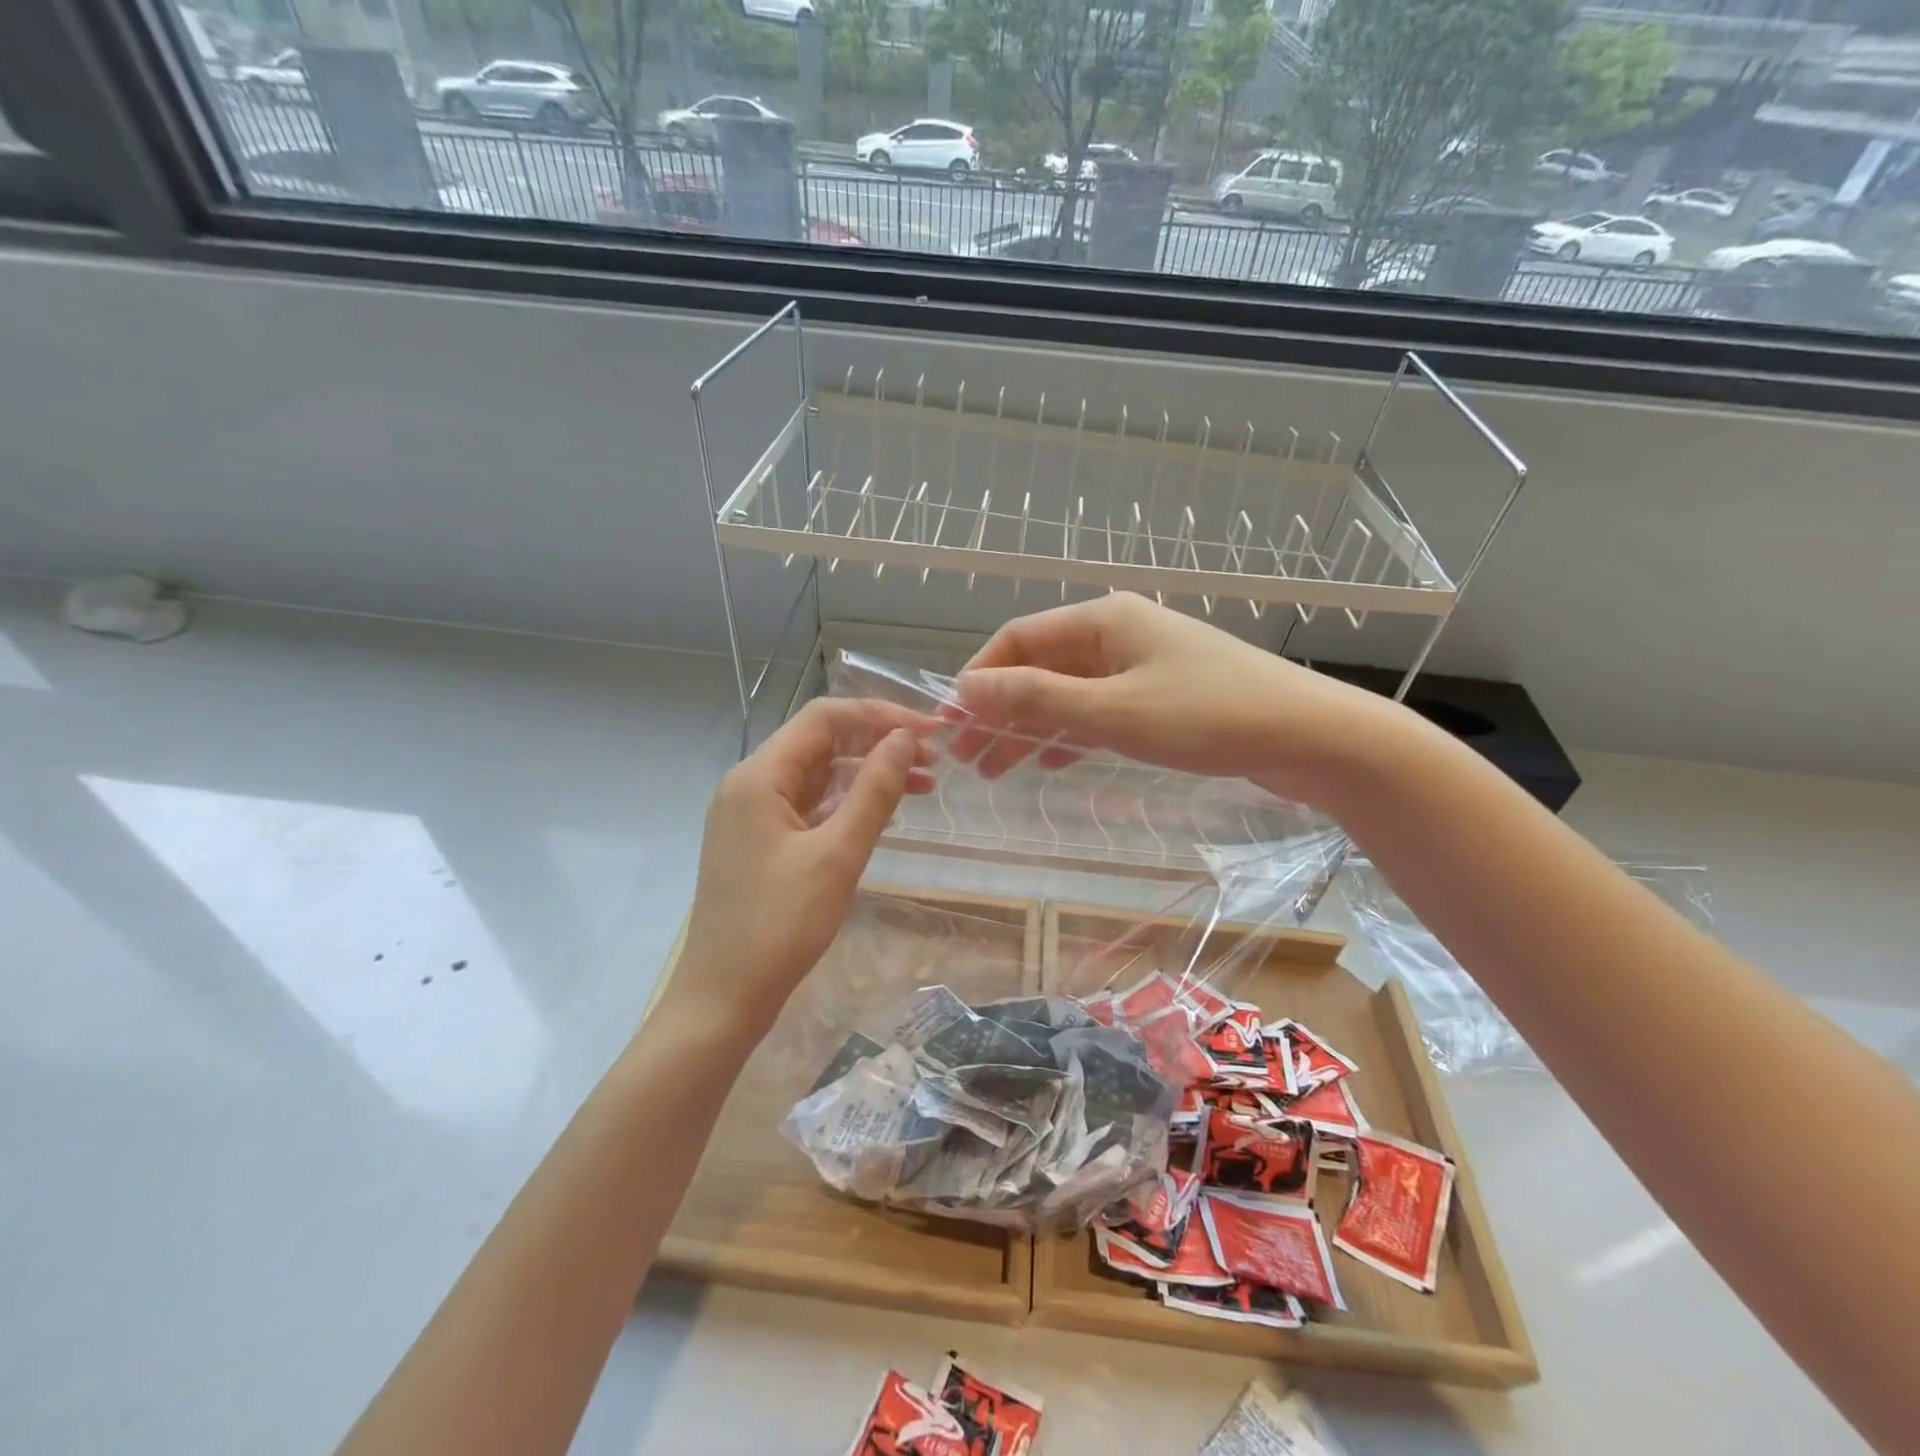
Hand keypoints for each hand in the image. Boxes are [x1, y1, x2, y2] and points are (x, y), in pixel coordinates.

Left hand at [674, 699, 934, 1035]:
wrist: (723, 998)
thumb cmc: (780, 925)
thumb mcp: (837, 854)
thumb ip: (874, 791)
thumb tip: (905, 740)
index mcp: (759, 776)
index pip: (825, 718)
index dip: (880, 715)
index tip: (929, 732)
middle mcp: (750, 784)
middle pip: (821, 743)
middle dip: (878, 744)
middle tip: (934, 762)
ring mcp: (752, 815)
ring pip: (817, 776)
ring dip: (867, 775)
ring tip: (922, 786)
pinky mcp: (759, 842)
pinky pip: (809, 806)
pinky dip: (847, 803)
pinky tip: (883, 814)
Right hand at [947, 593, 1410, 806]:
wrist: (1310, 737)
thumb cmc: (1207, 717)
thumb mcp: (1112, 711)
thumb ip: (1036, 699)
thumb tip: (966, 688)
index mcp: (1103, 619)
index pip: (1018, 639)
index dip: (978, 678)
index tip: (949, 722)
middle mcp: (1118, 632)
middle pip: (1040, 667)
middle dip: (1000, 710)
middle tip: (966, 757)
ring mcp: (1143, 664)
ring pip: (1068, 692)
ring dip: (1030, 727)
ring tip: (995, 769)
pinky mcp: (1163, 696)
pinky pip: (1099, 710)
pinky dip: (1069, 734)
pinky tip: (1050, 762)